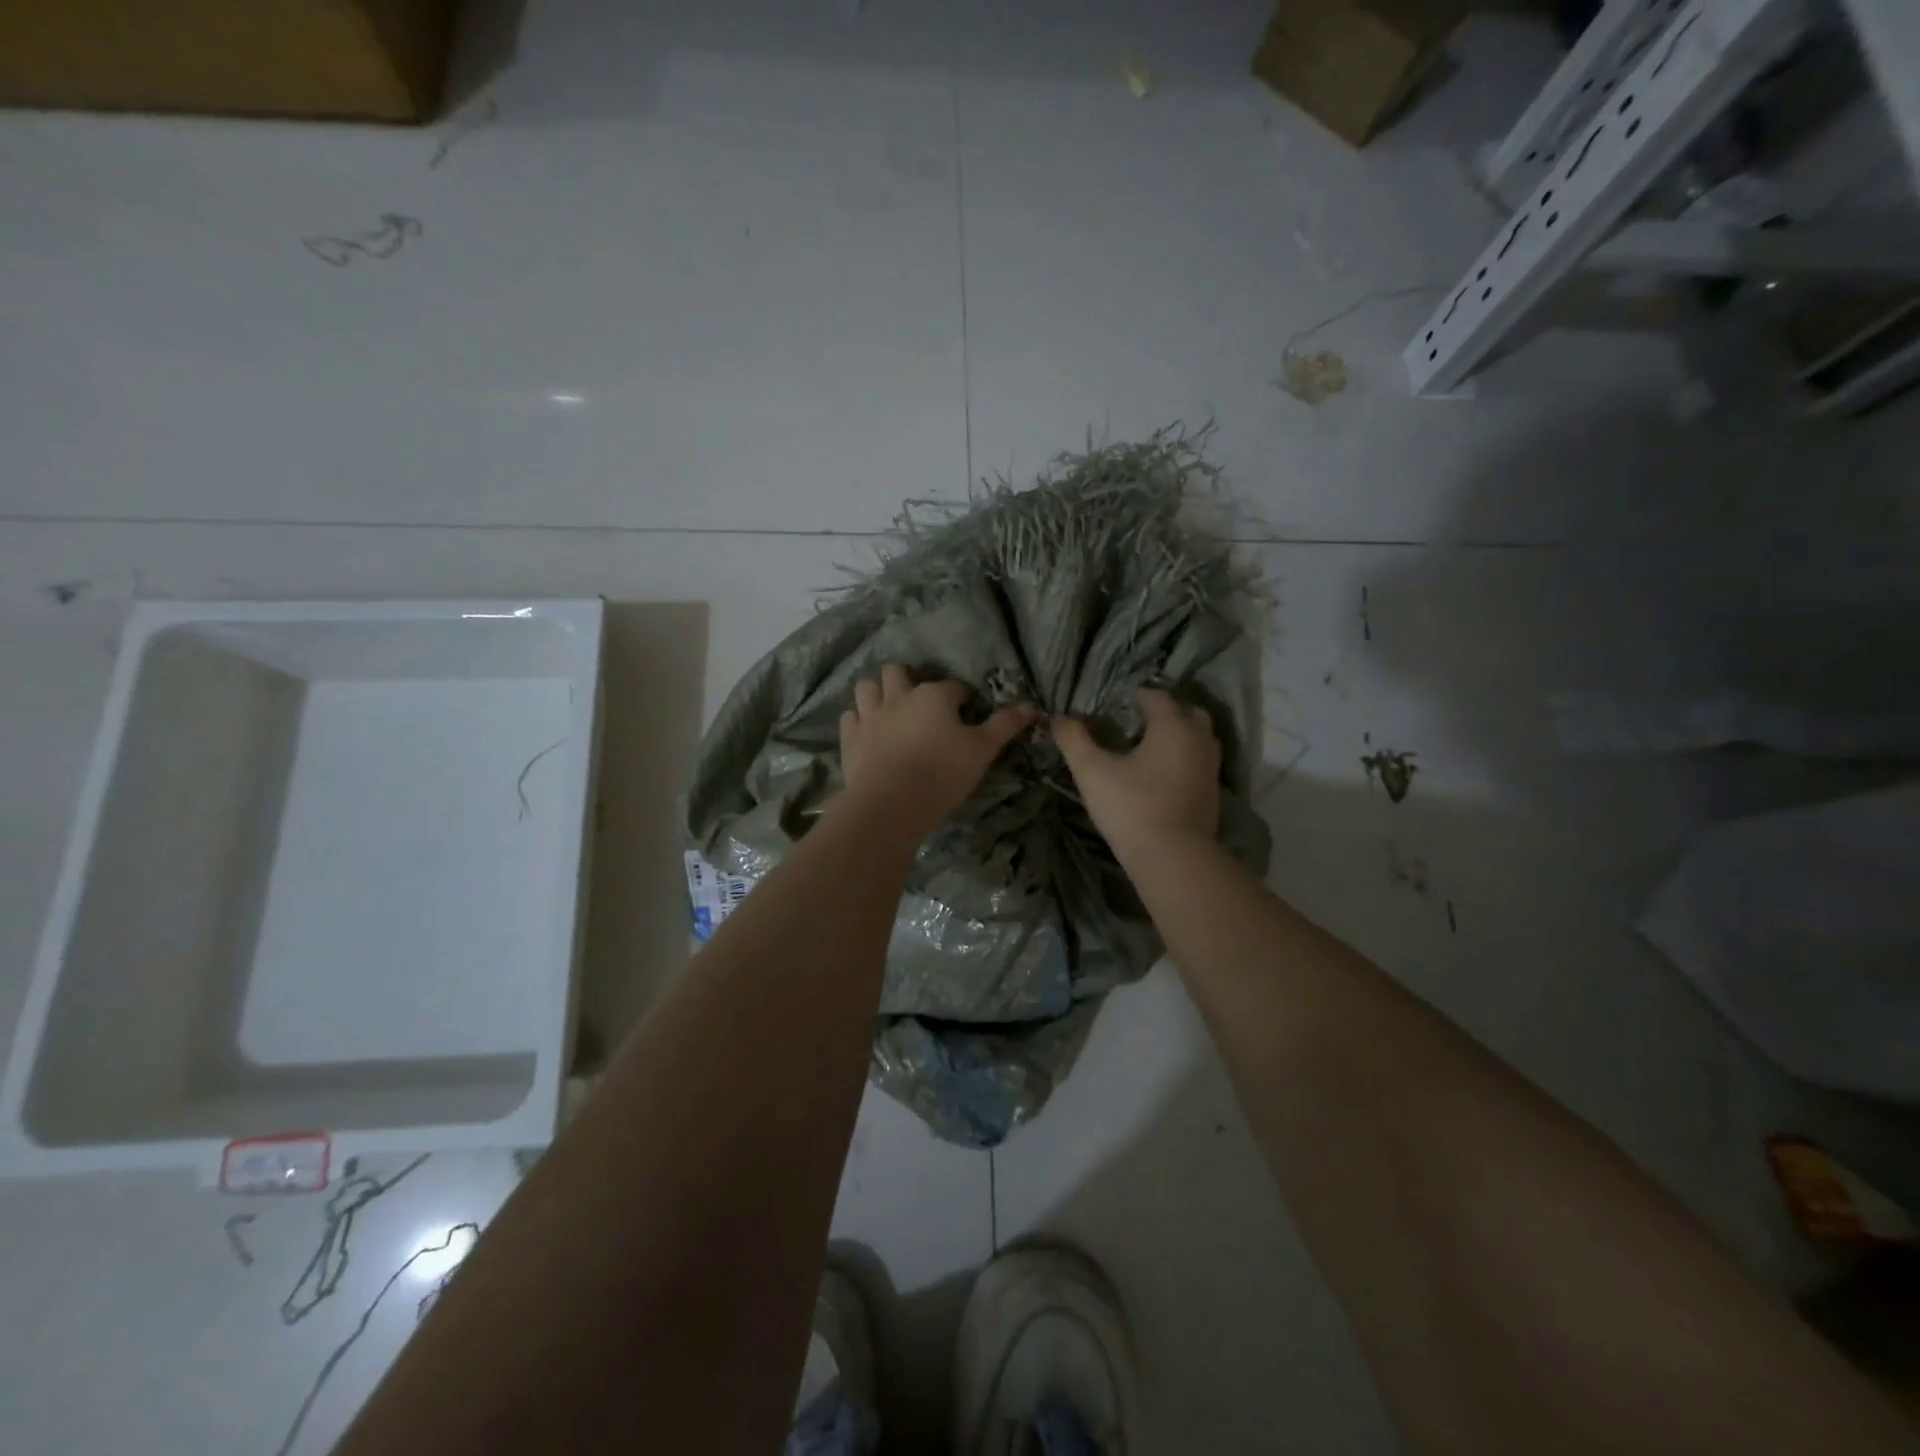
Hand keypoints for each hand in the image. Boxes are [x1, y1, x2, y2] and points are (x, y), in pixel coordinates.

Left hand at [839, 665, 1034, 838]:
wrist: (891, 803)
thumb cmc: (942, 773)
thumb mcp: (982, 750)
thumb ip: (1005, 726)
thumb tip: (1031, 706)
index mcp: (933, 695)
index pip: (953, 686)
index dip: (963, 697)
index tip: (968, 711)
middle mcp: (898, 696)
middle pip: (898, 672)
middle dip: (908, 681)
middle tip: (921, 703)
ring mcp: (870, 716)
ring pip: (867, 687)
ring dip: (877, 693)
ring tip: (889, 710)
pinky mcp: (851, 738)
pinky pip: (850, 717)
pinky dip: (859, 720)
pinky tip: (868, 732)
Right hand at [1053, 688, 1220, 862]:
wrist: (1173, 859)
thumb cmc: (1131, 806)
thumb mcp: (1091, 771)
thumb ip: (1074, 739)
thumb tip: (1058, 718)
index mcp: (1173, 725)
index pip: (1156, 696)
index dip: (1135, 696)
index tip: (1115, 704)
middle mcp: (1199, 739)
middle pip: (1187, 712)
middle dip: (1164, 712)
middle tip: (1136, 722)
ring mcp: (1211, 768)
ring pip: (1198, 738)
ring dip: (1178, 736)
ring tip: (1149, 748)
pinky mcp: (1213, 794)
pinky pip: (1199, 763)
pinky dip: (1184, 759)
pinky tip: (1162, 775)